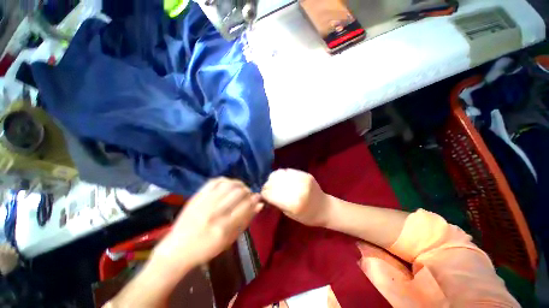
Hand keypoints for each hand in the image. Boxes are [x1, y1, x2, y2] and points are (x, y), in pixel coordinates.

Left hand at [154, 178, 262, 268]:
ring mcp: (204, 203)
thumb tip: (259, 205)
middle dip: (247, 191)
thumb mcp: (229, 240)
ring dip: (238, 184)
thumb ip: (246, 221)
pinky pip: (214, 181)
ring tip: (239, 189)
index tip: (257, 197)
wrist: (177, 249)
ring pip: (228, 184)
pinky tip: (228, 185)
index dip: (255, 198)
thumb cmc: (206, 249)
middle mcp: (215, 212)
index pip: (246, 205)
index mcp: (224, 227)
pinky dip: (224, 180)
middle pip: (238, 192)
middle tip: (248, 195)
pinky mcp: (196, 197)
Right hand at [261, 169, 330, 226]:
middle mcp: (297, 189)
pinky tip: (282, 178)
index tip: (263, 194)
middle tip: (267, 188)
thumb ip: (277, 202)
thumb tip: (265, 193)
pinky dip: (282, 174)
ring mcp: (302, 180)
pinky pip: (288, 170)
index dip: (264, 193)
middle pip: (274, 183)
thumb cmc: (307, 216)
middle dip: (267, 185)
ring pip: (280, 174)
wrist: (325, 208)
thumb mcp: (289, 214)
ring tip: (274, 182)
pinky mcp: (305, 174)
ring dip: (273, 178)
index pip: (270, 194)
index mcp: (293, 204)